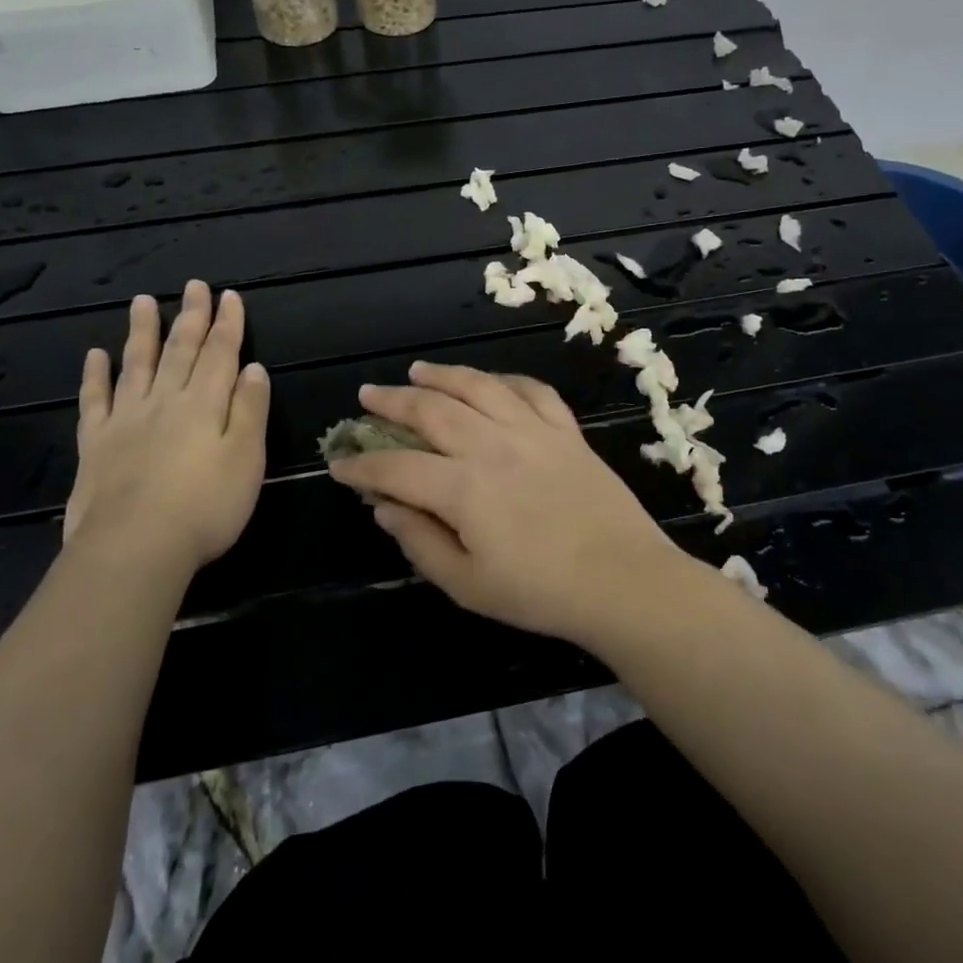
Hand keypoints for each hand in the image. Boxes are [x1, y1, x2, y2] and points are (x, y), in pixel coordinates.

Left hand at [62, 283, 268, 586]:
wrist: (134, 547)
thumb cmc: (206, 506)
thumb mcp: (247, 459)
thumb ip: (250, 410)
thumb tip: (253, 368)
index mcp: (205, 404)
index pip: (220, 354)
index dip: (227, 324)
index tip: (229, 296)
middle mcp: (165, 401)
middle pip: (180, 351)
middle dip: (191, 317)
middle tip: (194, 285)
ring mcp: (126, 420)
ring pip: (136, 364)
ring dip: (143, 332)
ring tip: (143, 302)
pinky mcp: (96, 444)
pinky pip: (95, 400)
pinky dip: (96, 375)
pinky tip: (96, 355)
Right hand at [327, 362, 686, 644]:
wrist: (622, 580)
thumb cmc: (540, 592)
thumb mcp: (467, 584)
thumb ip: (420, 542)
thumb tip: (384, 508)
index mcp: (463, 488)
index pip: (397, 467)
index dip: (362, 465)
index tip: (339, 464)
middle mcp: (492, 446)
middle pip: (431, 410)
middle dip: (392, 401)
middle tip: (368, 394)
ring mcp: (532, 432)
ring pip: (478, 386)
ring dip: (443, 375)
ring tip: (418, 370)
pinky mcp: (566, 430)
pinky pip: (532, 390)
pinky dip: (506, 380)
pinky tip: (491, 382)